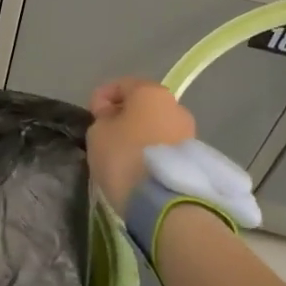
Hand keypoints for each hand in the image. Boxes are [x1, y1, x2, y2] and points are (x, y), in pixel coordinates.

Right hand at [86, 77, 195, 209]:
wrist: (163, 201)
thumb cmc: (124, 156)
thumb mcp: (97, 133)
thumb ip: (103, 119)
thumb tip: (113, 119)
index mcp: (151, 92)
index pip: (122, 84)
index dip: (102, 96)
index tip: (91, 115)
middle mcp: (176, 106)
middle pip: (144, 105)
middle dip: (125, 116)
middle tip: (106, 134)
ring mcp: (189, 133)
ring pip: (157, 126)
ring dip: (140, 135)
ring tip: (123, 155)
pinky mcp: (194, 158)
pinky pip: (165, 147)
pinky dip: (151, 152)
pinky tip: (139, 167)